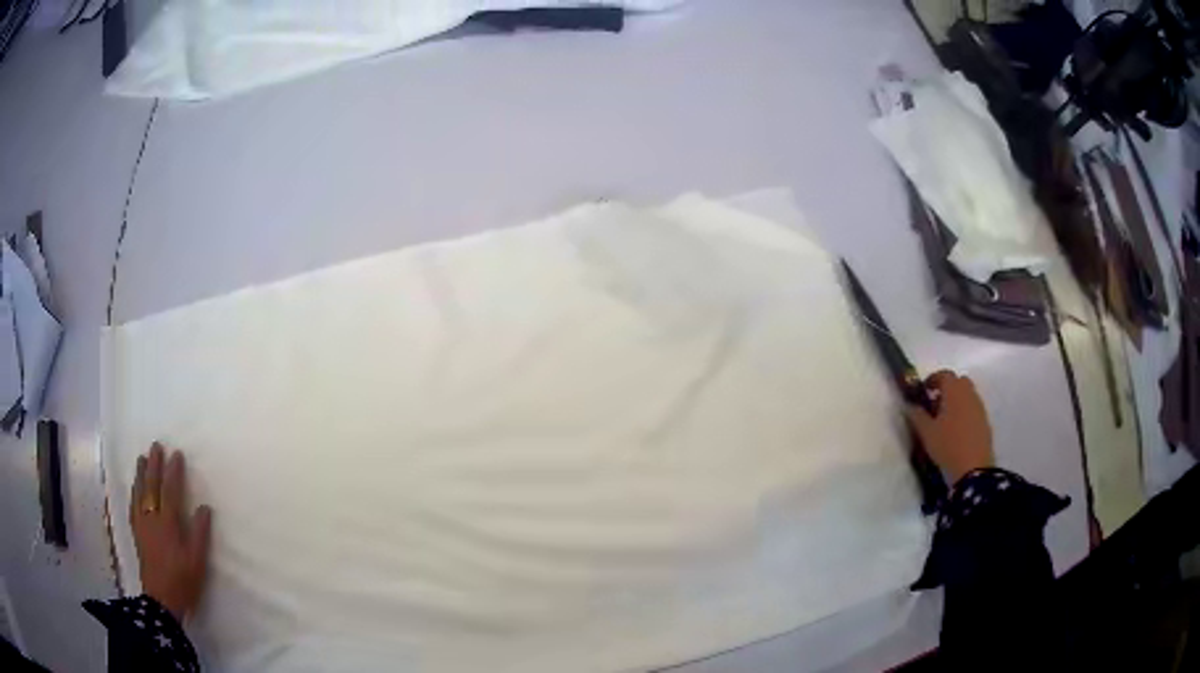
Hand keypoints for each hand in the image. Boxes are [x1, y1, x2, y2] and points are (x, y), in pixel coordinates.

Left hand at [130, 442, 212, 621]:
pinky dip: (133, 492)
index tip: (177, 454)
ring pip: (139, 493)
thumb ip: (200, 534)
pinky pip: (133, 506)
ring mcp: (142, 525)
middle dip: (154, 465)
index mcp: (168, 524)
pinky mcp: (137, 533)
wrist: (161, 600)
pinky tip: (134, 487)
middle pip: (152, 487)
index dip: (174, 472)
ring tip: (142, 458)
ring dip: (141, 474)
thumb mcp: (197, 561)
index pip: (171, 491)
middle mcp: (152, 519)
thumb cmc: (183, 581)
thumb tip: (204, 507)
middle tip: (156, 445)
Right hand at [905, 370, 994, 482]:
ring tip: (945, 420)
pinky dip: (964, 412)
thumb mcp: (927, 432)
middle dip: (947, 388)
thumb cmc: (948, 445)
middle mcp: (969, 394)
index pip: (944, 374)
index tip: (924, 390)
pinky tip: (957, 431)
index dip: (933, 379)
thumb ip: (917, 415)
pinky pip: (973, 409)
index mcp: (954, 391)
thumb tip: (909, 405)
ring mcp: (979, 407)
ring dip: (956, 401)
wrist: (974, 468)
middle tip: (935, 404)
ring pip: (967, 395)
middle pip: (959, 382)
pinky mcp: (985, 421)